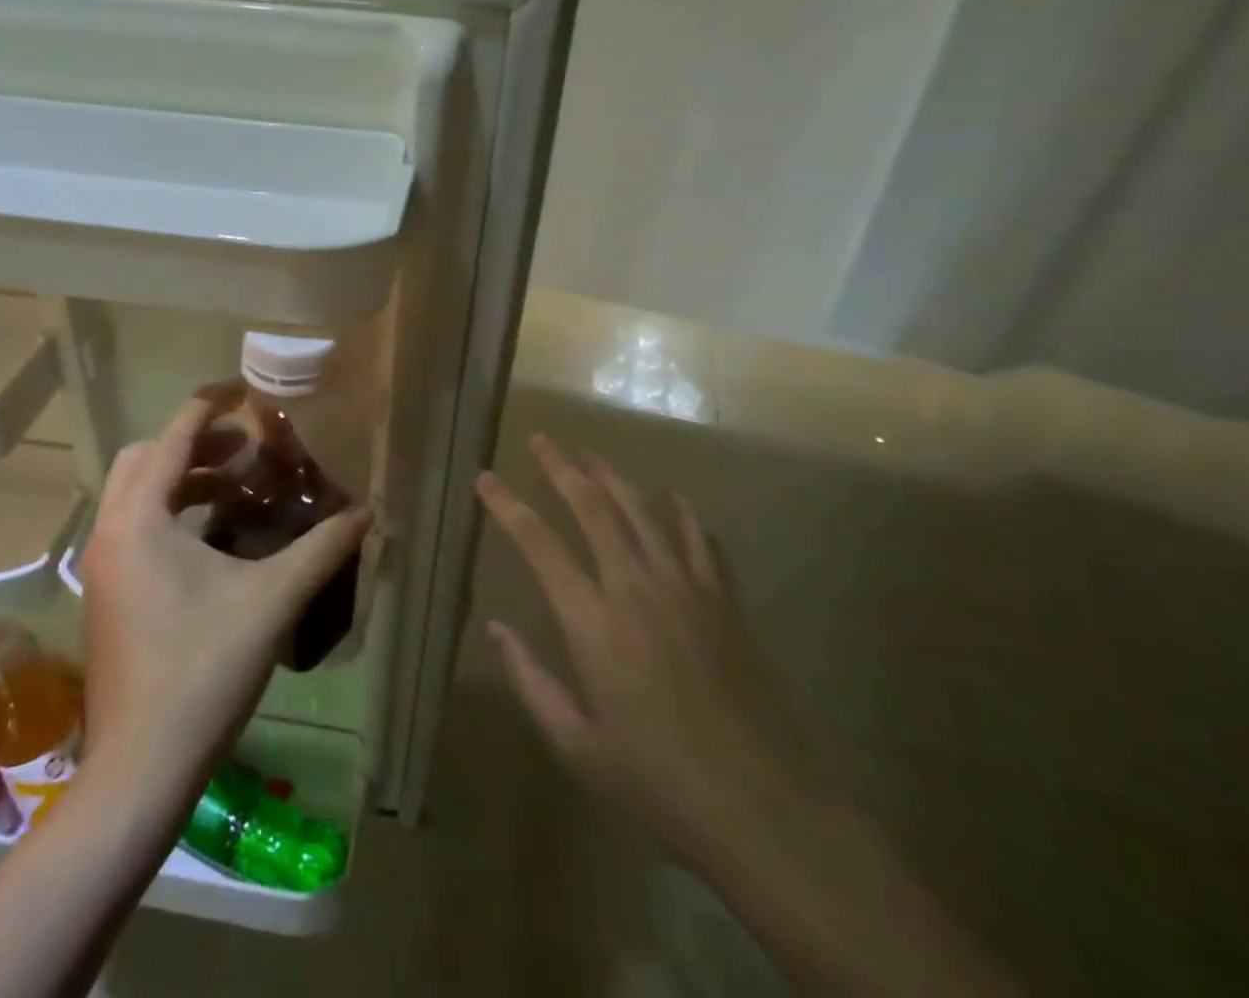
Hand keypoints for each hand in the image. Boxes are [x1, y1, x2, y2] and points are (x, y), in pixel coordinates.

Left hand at [79, 394, 372, 789]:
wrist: (141, 770)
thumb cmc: (203, 670)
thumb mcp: (273, 600)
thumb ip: (323, 549)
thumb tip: (367, 512)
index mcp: (140, 518)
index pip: (173, 436)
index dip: (211, 407)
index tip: (248, 392)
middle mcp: (111, 532)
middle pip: (144, 458)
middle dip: (195, 444)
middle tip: (247, 449)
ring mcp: (104, 567)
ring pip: (138, 496)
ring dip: (184, 480)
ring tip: (240, 488)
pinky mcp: (109, 595)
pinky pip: (137, 529)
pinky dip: (173, 514)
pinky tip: (219, 539)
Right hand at [477, 435, 824, 873]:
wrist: (763, 808)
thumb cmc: (658, 782)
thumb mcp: (577, 746)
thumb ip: (531, 681)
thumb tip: (496, 629)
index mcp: (592, 623)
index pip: (539, 544)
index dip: (507, 505)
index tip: (485, 478)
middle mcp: (635, 588)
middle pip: (592, 508)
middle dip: (561, 468)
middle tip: (541, 440)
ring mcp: (684, 589)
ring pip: (642, 512)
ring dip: (612, 478)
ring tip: (591, 455)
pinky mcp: (722, 601)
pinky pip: (698, 540)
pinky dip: (680, 512)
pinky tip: (671, 495)